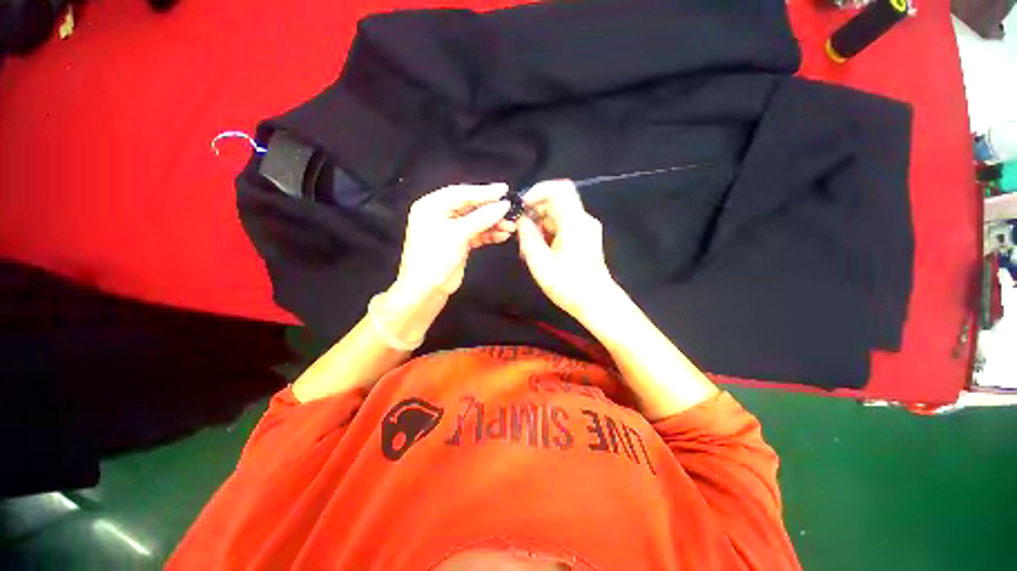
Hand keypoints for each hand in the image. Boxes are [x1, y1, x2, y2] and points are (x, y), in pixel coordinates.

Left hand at [394, 183, 515, 300]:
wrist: (427, 289)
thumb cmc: (436, 257)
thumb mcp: (458, 234)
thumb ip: (482, 218)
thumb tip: (504, 205)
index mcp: (432, 206)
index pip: (461, 193)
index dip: (483, 191)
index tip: (504, 190)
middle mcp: (440, 214)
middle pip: (470, 206)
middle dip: (490, 209)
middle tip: (510, 208)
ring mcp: (450, 229)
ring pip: (475, 220)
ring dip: (493, 223)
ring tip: (510, 226)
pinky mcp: (458, 242)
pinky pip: (476, 233)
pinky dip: (489, 234)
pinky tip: (502, 235)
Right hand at [516, 179, 622, 320]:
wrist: (596, 303)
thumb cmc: (568, 285)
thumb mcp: (540, 262)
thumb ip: (527, 236)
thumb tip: (521, 220)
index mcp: (574, 221)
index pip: (559, 188)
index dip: (537, 191)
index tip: (522, 207)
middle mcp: (583, 220)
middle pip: (557, 202)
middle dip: (535, 212)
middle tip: (520, 232)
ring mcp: (585, 230)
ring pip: (558, 215)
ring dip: (540, 225)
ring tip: (527, 246)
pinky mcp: (585, 240)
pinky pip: (563, 227)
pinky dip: (548, 233)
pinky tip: (538, 251)